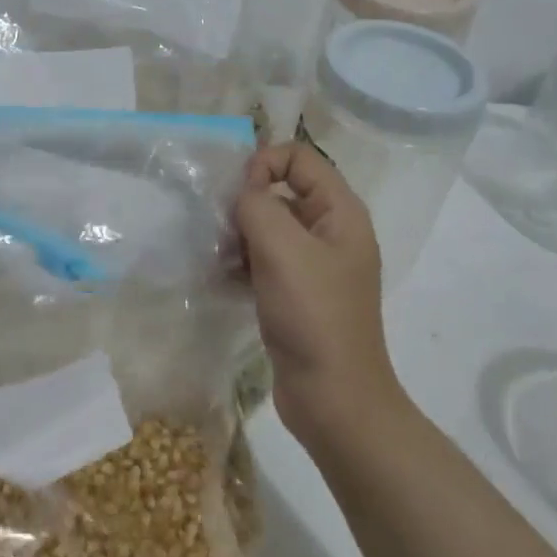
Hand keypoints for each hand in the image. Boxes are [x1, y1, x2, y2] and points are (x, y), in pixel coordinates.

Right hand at [235, 142, 397, 445]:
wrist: (333, 399)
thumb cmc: (314, 316)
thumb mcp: (283, 249)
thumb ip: (258, 205)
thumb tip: (243, 192)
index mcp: (340, 212)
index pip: (299, 158)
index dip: (265, 164)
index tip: (238, 197)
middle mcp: (330, 231)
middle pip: (281, 190)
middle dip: (246, 203)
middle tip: (221, 230)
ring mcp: (313, 265)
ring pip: (268, 227)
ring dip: (238, 235)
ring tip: (217, 257)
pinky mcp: (295, 293)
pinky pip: (263, 260)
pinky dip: (241, 262)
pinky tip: (220, 278)